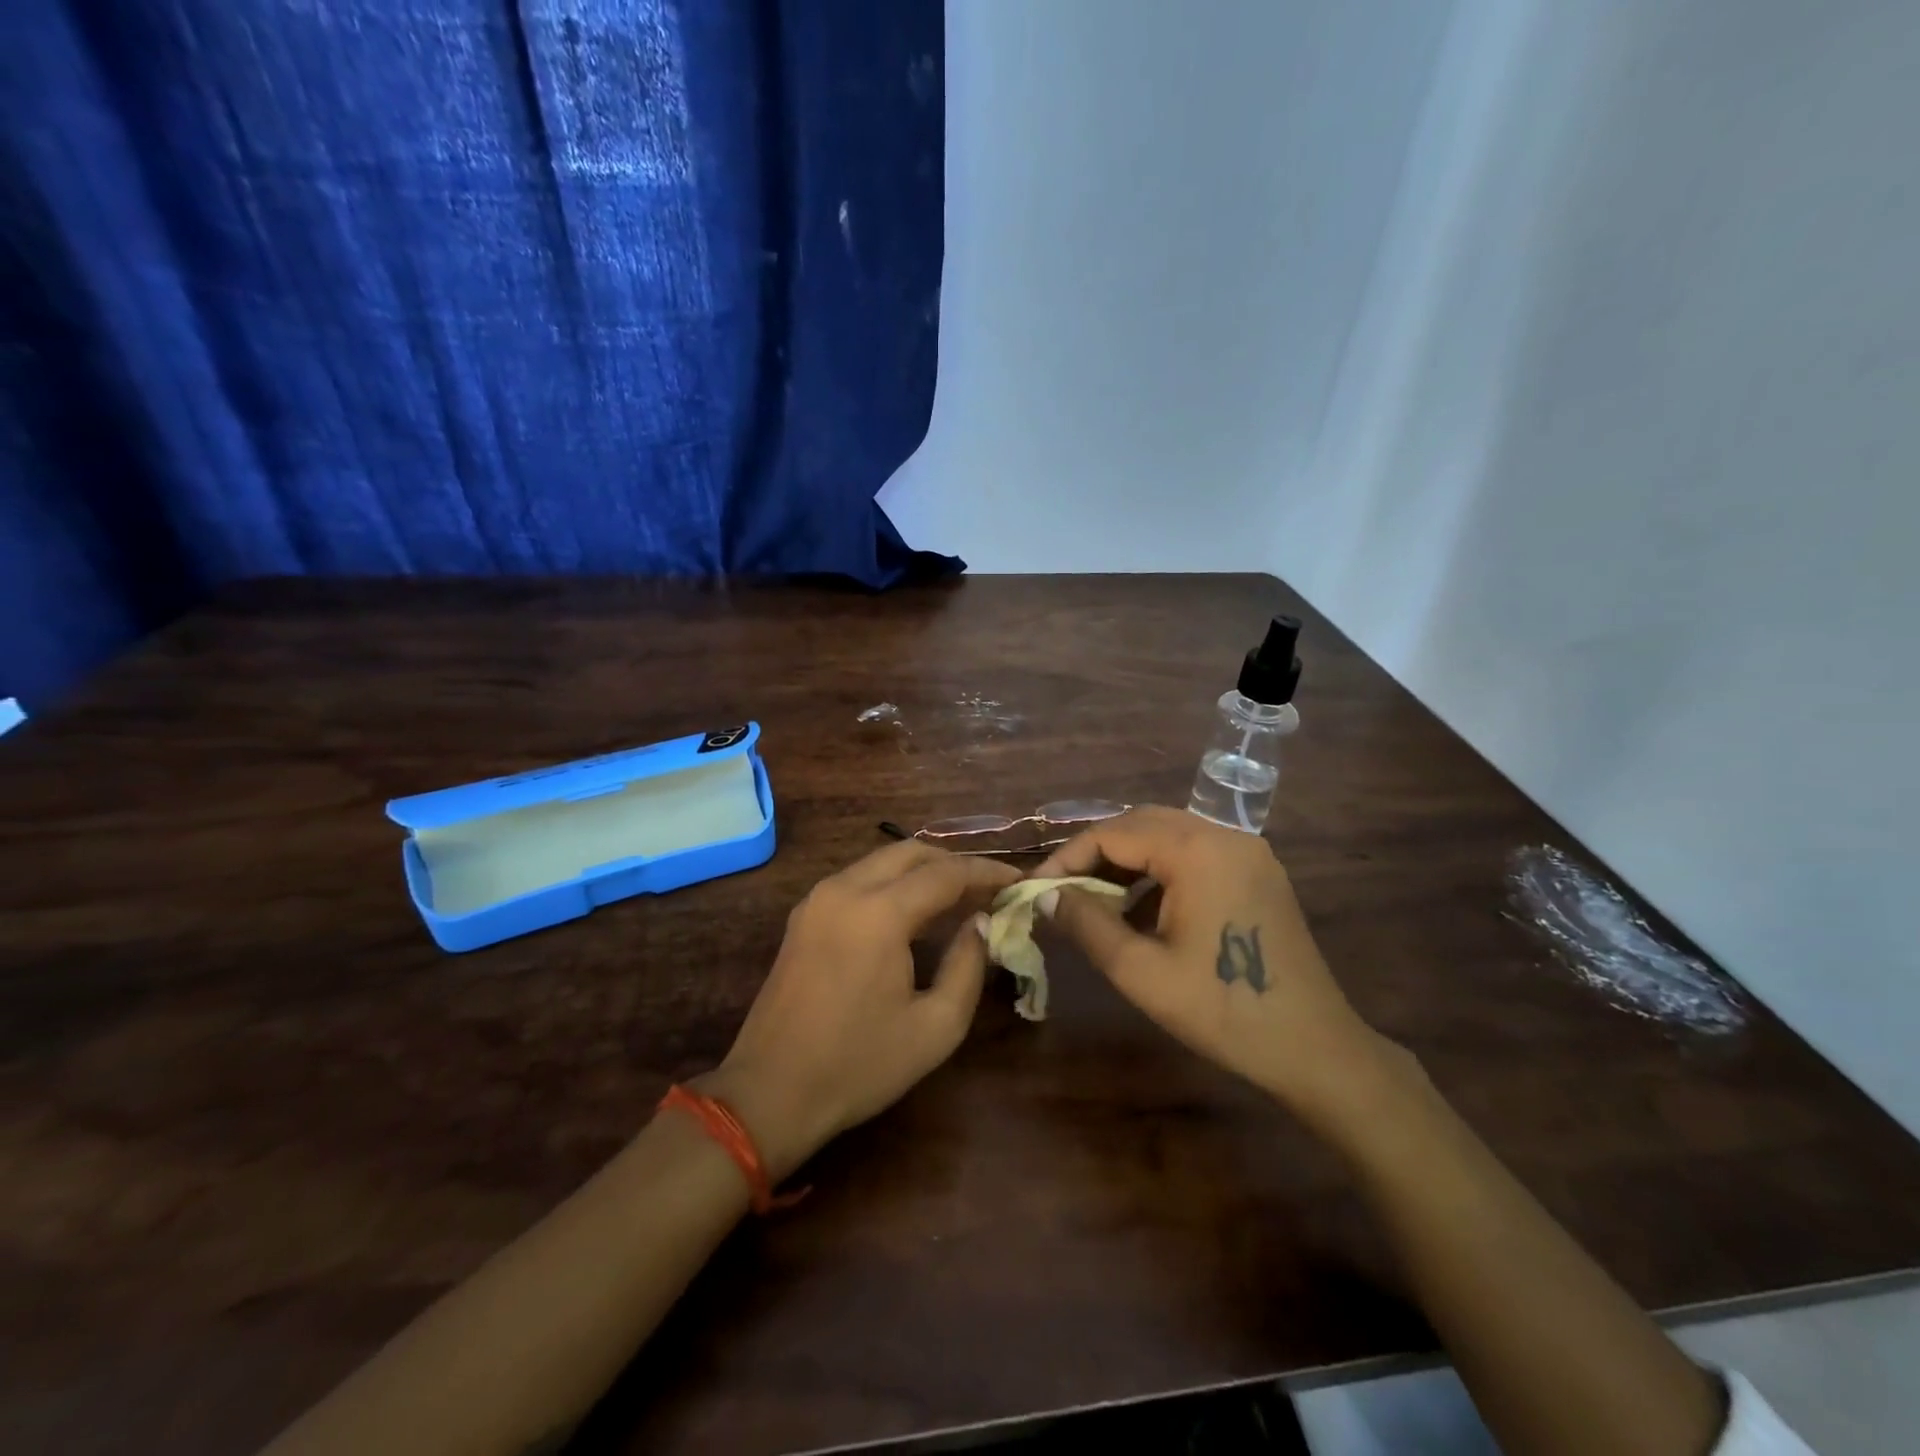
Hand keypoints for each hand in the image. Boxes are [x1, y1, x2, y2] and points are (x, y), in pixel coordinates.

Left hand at [699, 842, 1019, 1180]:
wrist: (770, 1093)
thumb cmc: (858, 1065)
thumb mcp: (935, 1027)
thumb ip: (968, 966)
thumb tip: (979, 924)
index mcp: (879, 912)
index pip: (946, 874)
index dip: (985, 873)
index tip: (1016, 880)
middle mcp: (845, 890)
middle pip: (911, 853)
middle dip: (954, 864)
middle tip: (988, 888)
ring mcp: (818, 899)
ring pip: (882, 861)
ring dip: (922, 871)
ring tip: (957, 898)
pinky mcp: (804, 915)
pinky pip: (859, 879)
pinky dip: (892, 883)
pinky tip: (913, 912)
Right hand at [1034, 806, 1390, 1117]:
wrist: (1314, 1048)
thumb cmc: (1222, 1010)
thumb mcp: (1140, 971)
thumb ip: (1086, 923)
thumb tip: (1044, 895)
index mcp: (1196, 850)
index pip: (1113, 833)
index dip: (1068, 857)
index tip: (1038, 890)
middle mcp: (1224, 834)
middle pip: (1141, 823)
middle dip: (1096, 852)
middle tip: (1063, 890)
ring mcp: (1247, 850)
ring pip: (1168, 833)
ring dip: (1127, 859)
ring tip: (1096, 899)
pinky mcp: (1259, 870)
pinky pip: (1196, 851)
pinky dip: (1160, 869)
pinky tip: (1142, 907)